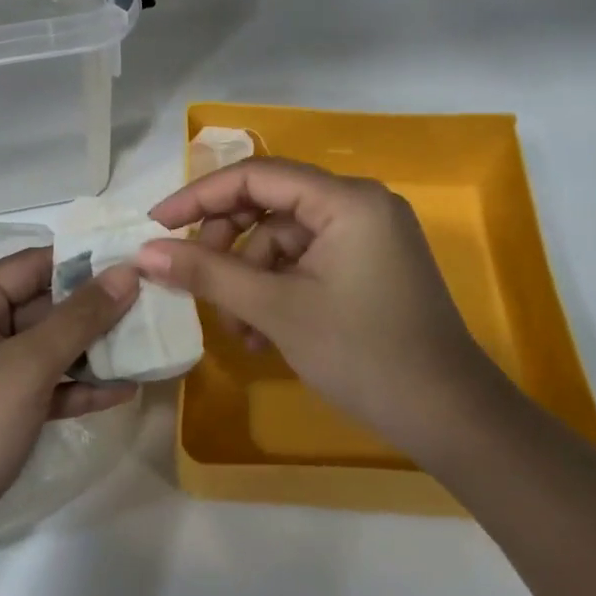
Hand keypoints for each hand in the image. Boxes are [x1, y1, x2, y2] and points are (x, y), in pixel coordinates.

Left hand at [0, 248, 137, 554]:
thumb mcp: (28, 365)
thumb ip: (81, 316)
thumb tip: (127, 271)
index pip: (31, 264)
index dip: (84, 262)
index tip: (137, 264)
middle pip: (38, 306)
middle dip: (93, 310)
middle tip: (151, 308)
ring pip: (40, 349)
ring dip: (89, 351)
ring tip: (146, 347)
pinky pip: (35, 387)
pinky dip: (72, 387)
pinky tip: (120, 392)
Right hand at [138, 158, 499, 457]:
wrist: (450, 418)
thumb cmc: (363, 354)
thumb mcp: (276, 310)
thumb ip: (207, 273)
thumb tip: (145, 252)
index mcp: (346, 200)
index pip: (256, 176)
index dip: (200, 197)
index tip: (156, 224)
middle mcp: (359, 204)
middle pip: (269, 206)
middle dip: (228, 247)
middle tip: (197, 284)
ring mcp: (366, 236)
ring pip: (283, 241)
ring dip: (250, 281)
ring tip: (240, 333)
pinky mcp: (367, 265)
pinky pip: (305, 263)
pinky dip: (278, 291)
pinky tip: (264, 335)